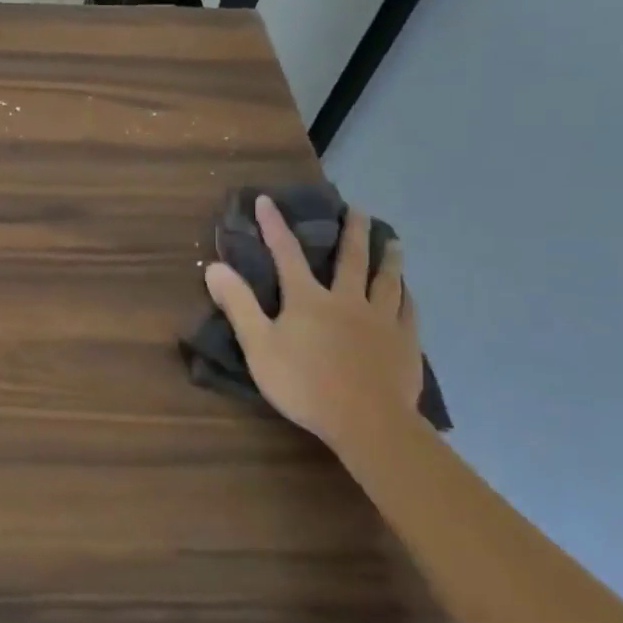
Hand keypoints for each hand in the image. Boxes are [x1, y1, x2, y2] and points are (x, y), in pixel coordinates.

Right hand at [203, 197, 421, 455]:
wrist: (368, 422)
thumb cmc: (304, 384)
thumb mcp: (258, 345)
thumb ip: (238, 305)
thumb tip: (214, 266)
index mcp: (308, 299)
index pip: (287, 253)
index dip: (274, 226)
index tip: (267, 200)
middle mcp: (346, 300)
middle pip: (351, 259)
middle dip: (352, 231)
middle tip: (358, 209)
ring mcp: (381, 321)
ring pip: (386, 280)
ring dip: (388, 258)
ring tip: (394, 240)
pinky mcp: (405, 343)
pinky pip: (408, 311)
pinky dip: (406, 295)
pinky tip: (408, 291)